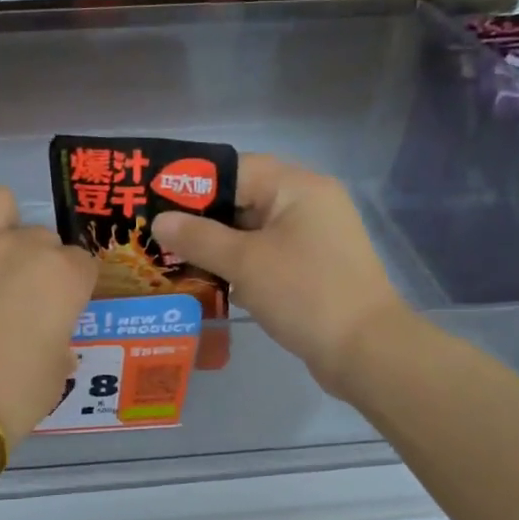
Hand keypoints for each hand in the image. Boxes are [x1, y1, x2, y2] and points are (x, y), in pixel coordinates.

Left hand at [0, 186, 97, 451]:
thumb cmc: (8, 399)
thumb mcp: (53, 380)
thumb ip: (58, 347)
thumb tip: (52, 343)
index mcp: (61, 277)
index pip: (81, 264)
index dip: (71, 288)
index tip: (58, 311)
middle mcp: (18, 246)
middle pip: (40, 235)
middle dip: (35, 261)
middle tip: (16, 299)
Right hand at [152, 155, 405, 394]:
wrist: (364, 351)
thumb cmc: (304, 294)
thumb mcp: (245, 262)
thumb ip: (198, 238)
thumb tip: (159, 221)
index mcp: (297, 187)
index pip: (235, 169)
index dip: (192, 184)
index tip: (154, 201)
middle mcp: (307, 204)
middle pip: (242, 199)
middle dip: (199, 219)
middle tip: (156, 235)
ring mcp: (312, 238)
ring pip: (251, 231)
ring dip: (215, 245)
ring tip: (171, 259)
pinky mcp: (310, 268)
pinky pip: (264, 256)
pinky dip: (236, 265)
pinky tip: (206, 283)